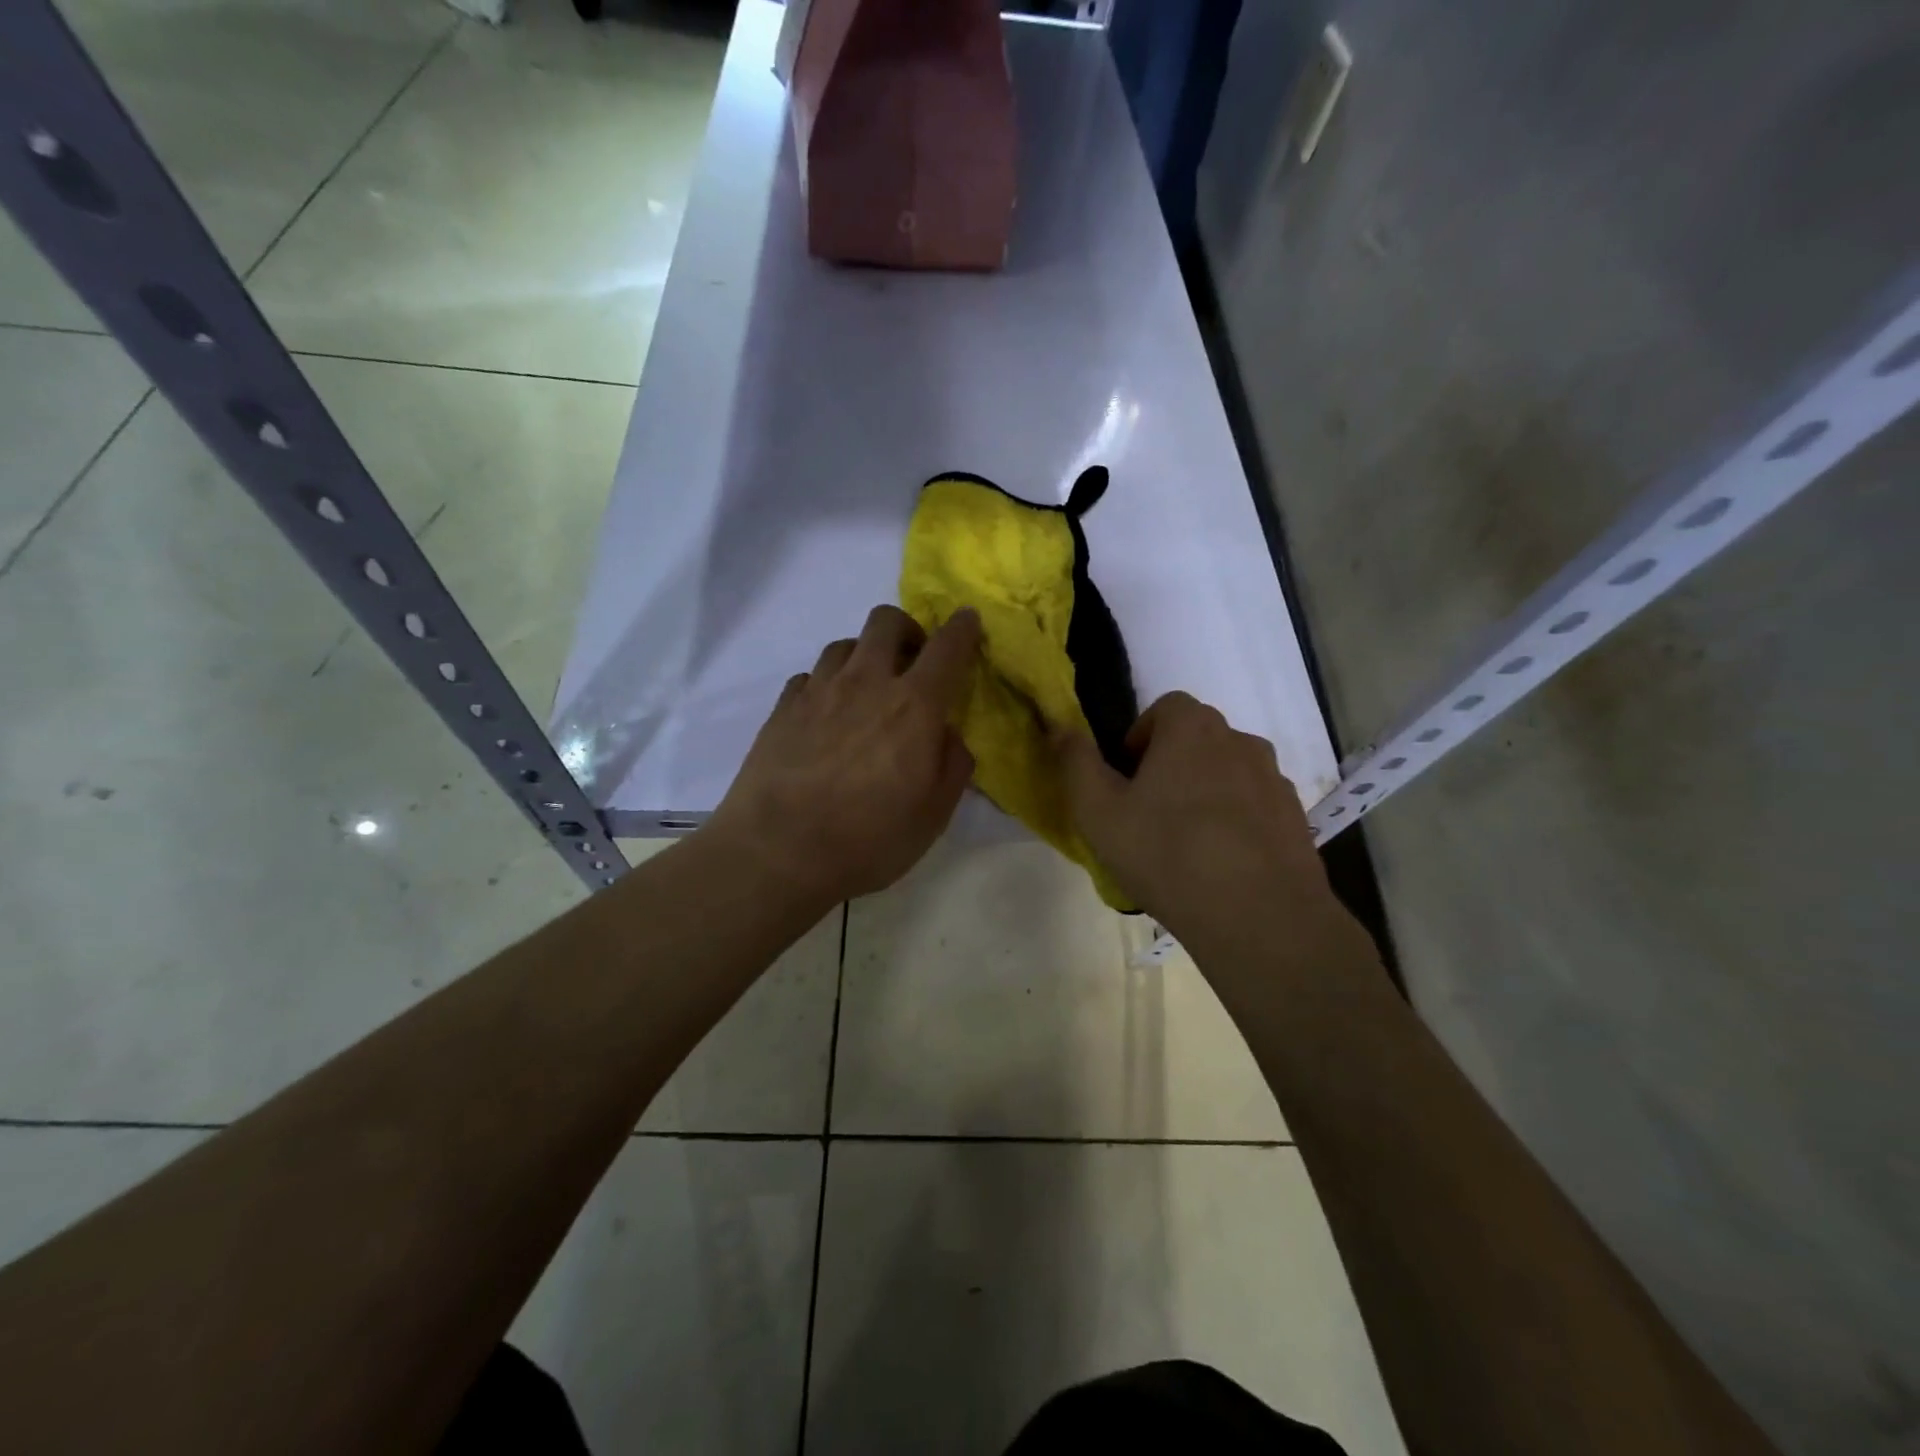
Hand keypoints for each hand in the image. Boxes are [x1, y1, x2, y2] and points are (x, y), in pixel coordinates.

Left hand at [708, 605, 981, 908]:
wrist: (777, 853)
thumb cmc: (868, 839)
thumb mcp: (933, 815)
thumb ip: (952, 764)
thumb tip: (946, 733)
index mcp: (913, 706)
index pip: (947, 648)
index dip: (963, 628)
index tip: (968, 621)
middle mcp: (866, 683)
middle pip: (886, 622)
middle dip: (908, 630)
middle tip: (913, 662)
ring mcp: (818, 691)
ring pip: (845, 644)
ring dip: (864, 656)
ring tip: (866, 689)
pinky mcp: (783, 707)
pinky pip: (810, 675)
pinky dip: (826, 684)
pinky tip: (826, 714)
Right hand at [1055, 692, 1354, 965]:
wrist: (1259, 917)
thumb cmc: (1166, 854)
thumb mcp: (1099, 812)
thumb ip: (1076, 763)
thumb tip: (1060, 727)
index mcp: (1193, 728)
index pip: (1165, 708)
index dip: (1140, 738)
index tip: (1127, 781)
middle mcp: (1240, 741)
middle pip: (1197, 739)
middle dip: (1170, 765)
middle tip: (1148, 814)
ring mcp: (1274, 779)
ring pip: (1227, 772)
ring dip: (1205, 792)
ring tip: (1187, 842)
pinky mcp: (1295, 817)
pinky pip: (1254, 805)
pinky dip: (1235, 820)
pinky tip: (1221, 863)